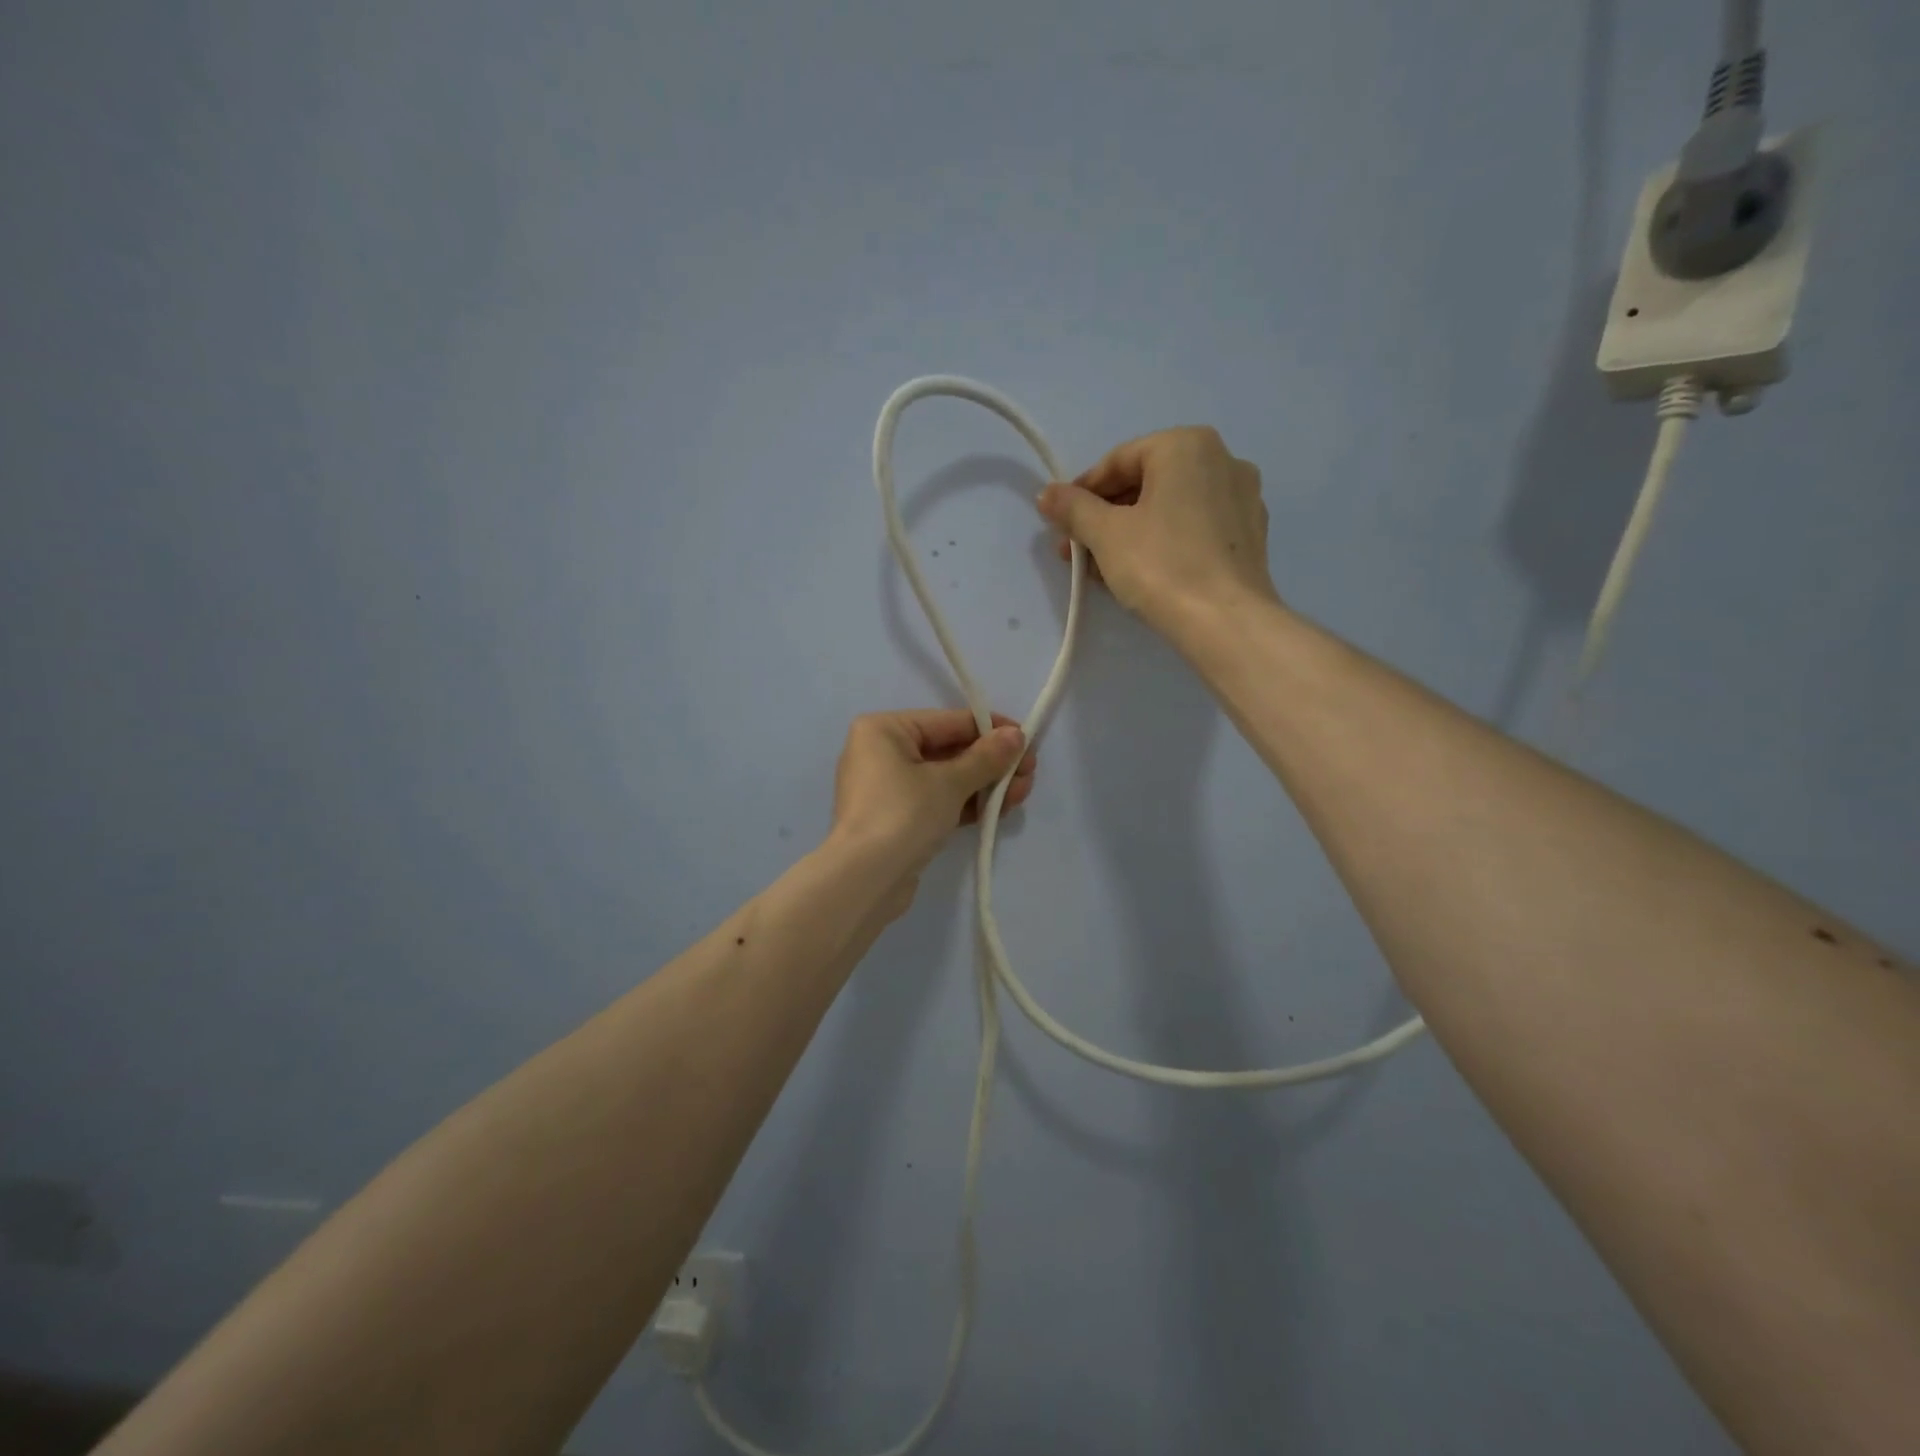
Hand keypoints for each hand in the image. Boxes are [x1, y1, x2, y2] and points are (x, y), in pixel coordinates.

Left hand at [829, 709, 1036, 882]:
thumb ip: (986, 757)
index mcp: (884, 730)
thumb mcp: (950, 782)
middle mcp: (882, 752)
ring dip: (985, 785)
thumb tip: (1017, 735)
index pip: (948, 721)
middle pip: (949, 750)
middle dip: (992, 763)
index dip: (991, 729)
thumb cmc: (903, 815)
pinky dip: (966, 804)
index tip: (1027, 740)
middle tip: (1029, 774)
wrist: (865, 881)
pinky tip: (999, 809)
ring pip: (947, 778)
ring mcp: (888, 788)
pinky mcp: (897, 819)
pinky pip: (938, 801)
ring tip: (1021, 794)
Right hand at [1035, 426, 1279, 633]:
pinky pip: (1194, 528)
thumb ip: (1073, 508)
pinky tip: (1140, 574)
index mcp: (1187, 445)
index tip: (1060, 523)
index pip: (1118, 461)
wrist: (1225, 622)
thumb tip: (1047, 494)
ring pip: (1170, 508)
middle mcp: (1223, 459)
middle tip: (1077, 550)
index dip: (1082, 493)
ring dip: (1129, 532)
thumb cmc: (1160, 565)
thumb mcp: (1105, 534)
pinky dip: (1163, 543)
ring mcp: (1243, 498)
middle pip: (1146, 483)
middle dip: (1105, 517)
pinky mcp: (1250, 535)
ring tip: (1100, 568)